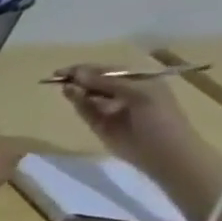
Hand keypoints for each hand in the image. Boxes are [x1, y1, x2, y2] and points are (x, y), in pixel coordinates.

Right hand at [59, 64, 199, 168]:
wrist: (162, 152)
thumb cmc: (159, 118)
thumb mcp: (139, 93)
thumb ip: (108, 82)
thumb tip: (76, 74)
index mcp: (139, 81)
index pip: (108, 70)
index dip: (87, 68)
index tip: (65, 70)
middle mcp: (123, 92)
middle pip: (95, 82)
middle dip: (79, 78)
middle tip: (58, 77)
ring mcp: (110, 109)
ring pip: (88, 95)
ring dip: (76, 90)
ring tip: (66, 87)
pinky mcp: (99, 124)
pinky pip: (85, 111)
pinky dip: (77, 103)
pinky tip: (71, 95)